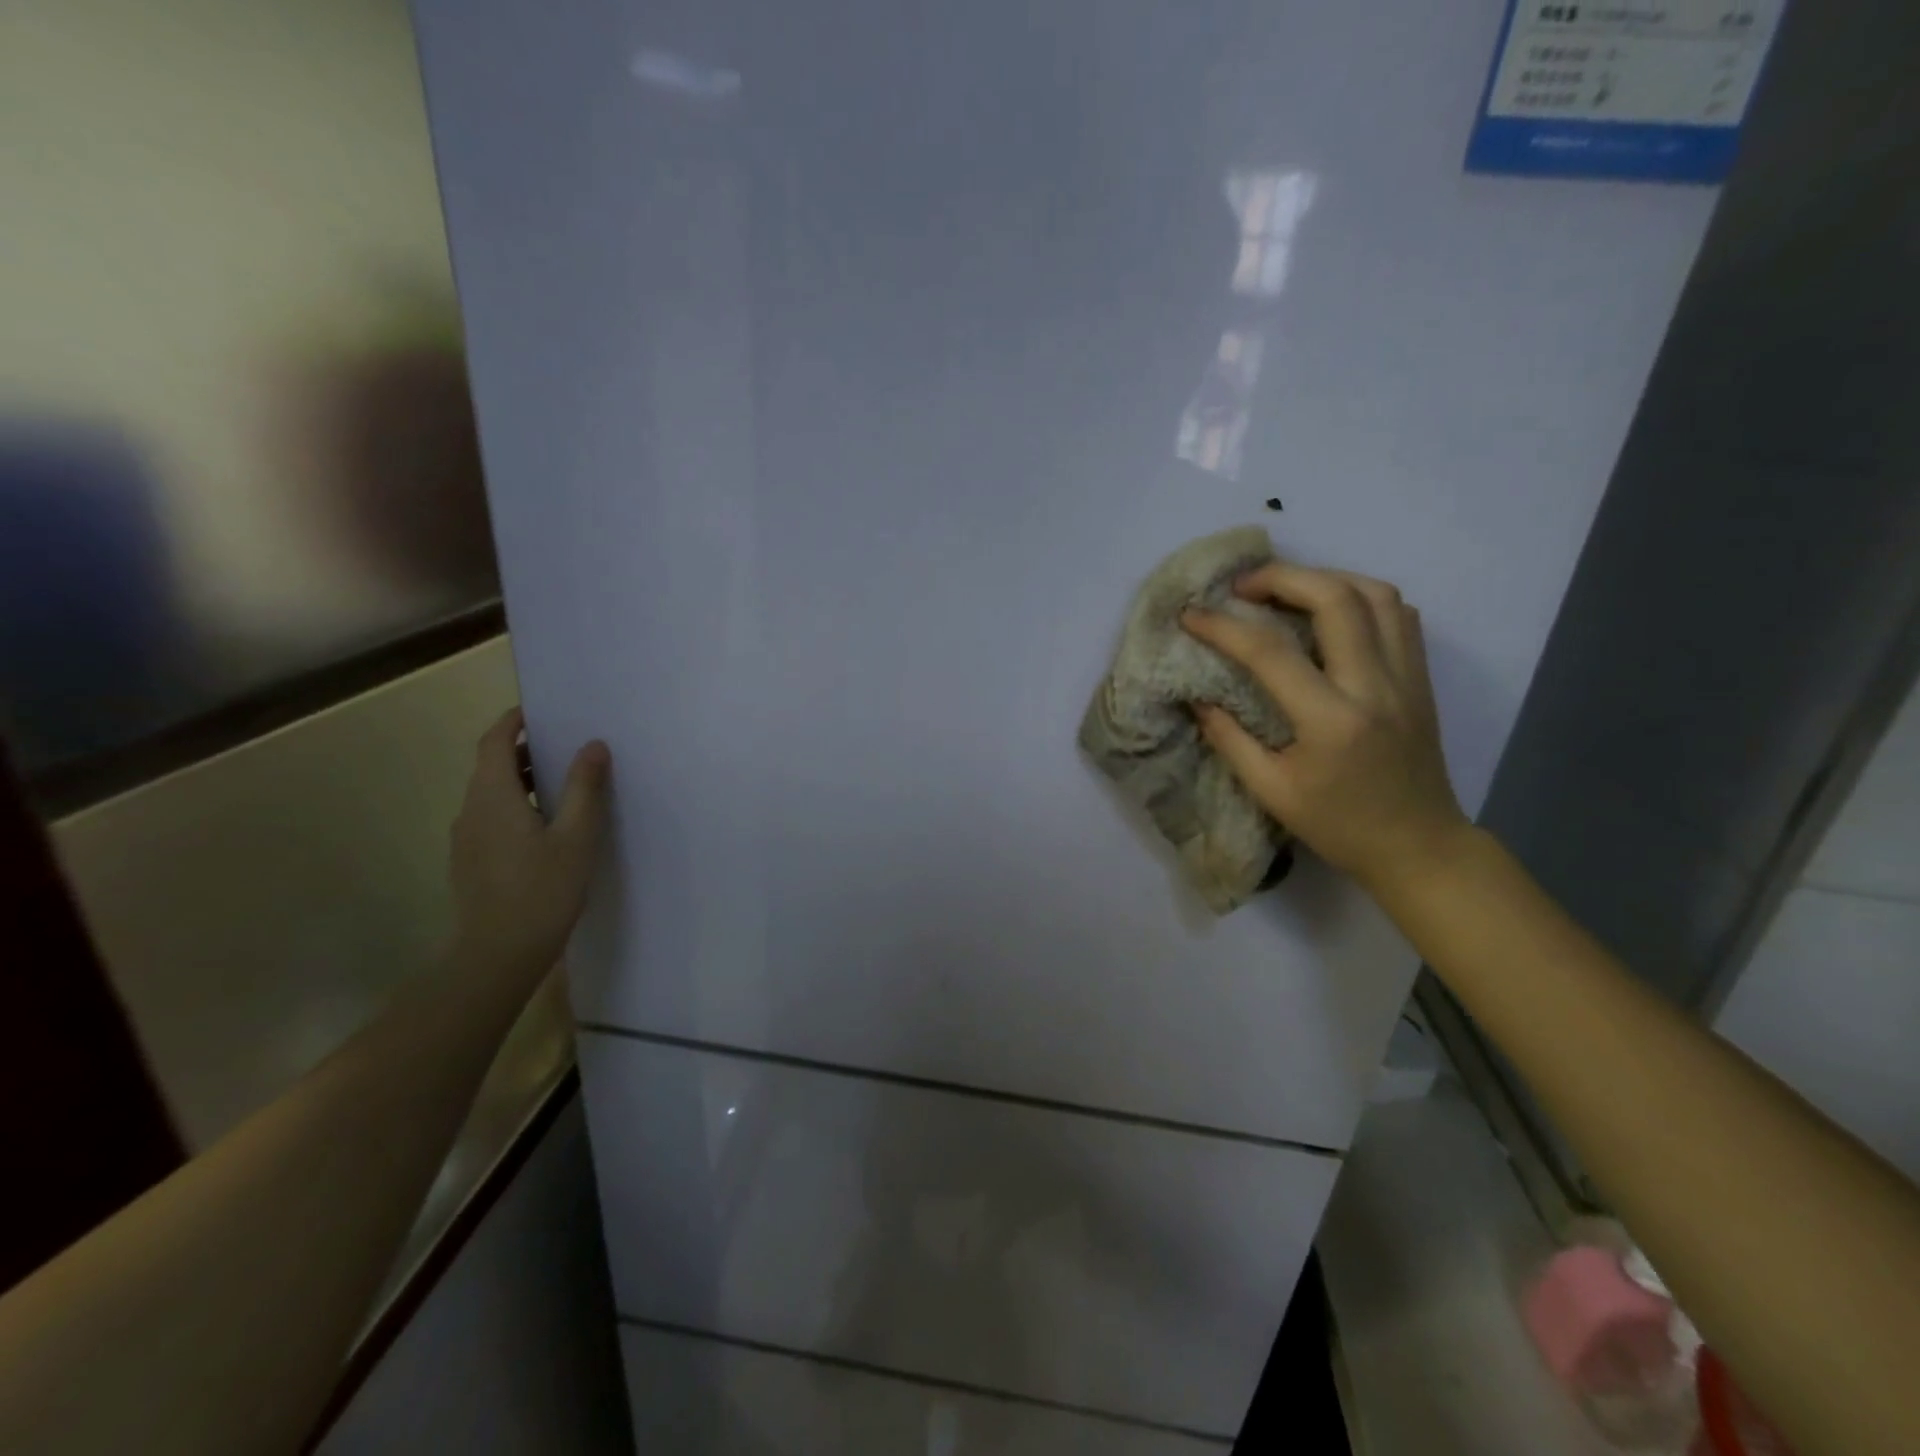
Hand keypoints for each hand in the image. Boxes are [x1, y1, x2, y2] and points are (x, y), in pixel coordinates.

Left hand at [448, 708, 610, 978]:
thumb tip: (593, 745)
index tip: (542, 711)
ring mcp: (466, 838)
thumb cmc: (542, 890)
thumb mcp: (576, 836)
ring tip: (564, 784)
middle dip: (524, 749)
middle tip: (566, 747)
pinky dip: (516, 805)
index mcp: (493, 796)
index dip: (514, 721)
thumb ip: (584, 787)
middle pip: (491, 765)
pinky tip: (547, 826)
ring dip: (522, 779)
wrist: (498, 955)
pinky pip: (492, 817)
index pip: (494, 742)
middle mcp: (471, 810)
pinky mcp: (470, 861)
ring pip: (492, 793)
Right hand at [1181, 564, 1469, 889]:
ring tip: (1286, 589)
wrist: (1419, 846)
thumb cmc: (1338, 826)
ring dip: (1325, 578)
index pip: (1270, 652)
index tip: (1191, 615)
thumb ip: (1229, 739)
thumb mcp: (1271, 792)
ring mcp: (1407, 677)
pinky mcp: (1421, 678)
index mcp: (1331, 720)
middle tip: (1241, 587)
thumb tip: (1197, 697)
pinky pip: (1399, 614)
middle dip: (1281, 577)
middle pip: (1334, 598)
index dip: (1223, 627)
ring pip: (1376, 594)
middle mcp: (1375, 686)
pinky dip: (1361, 597)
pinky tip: (1331, 610)